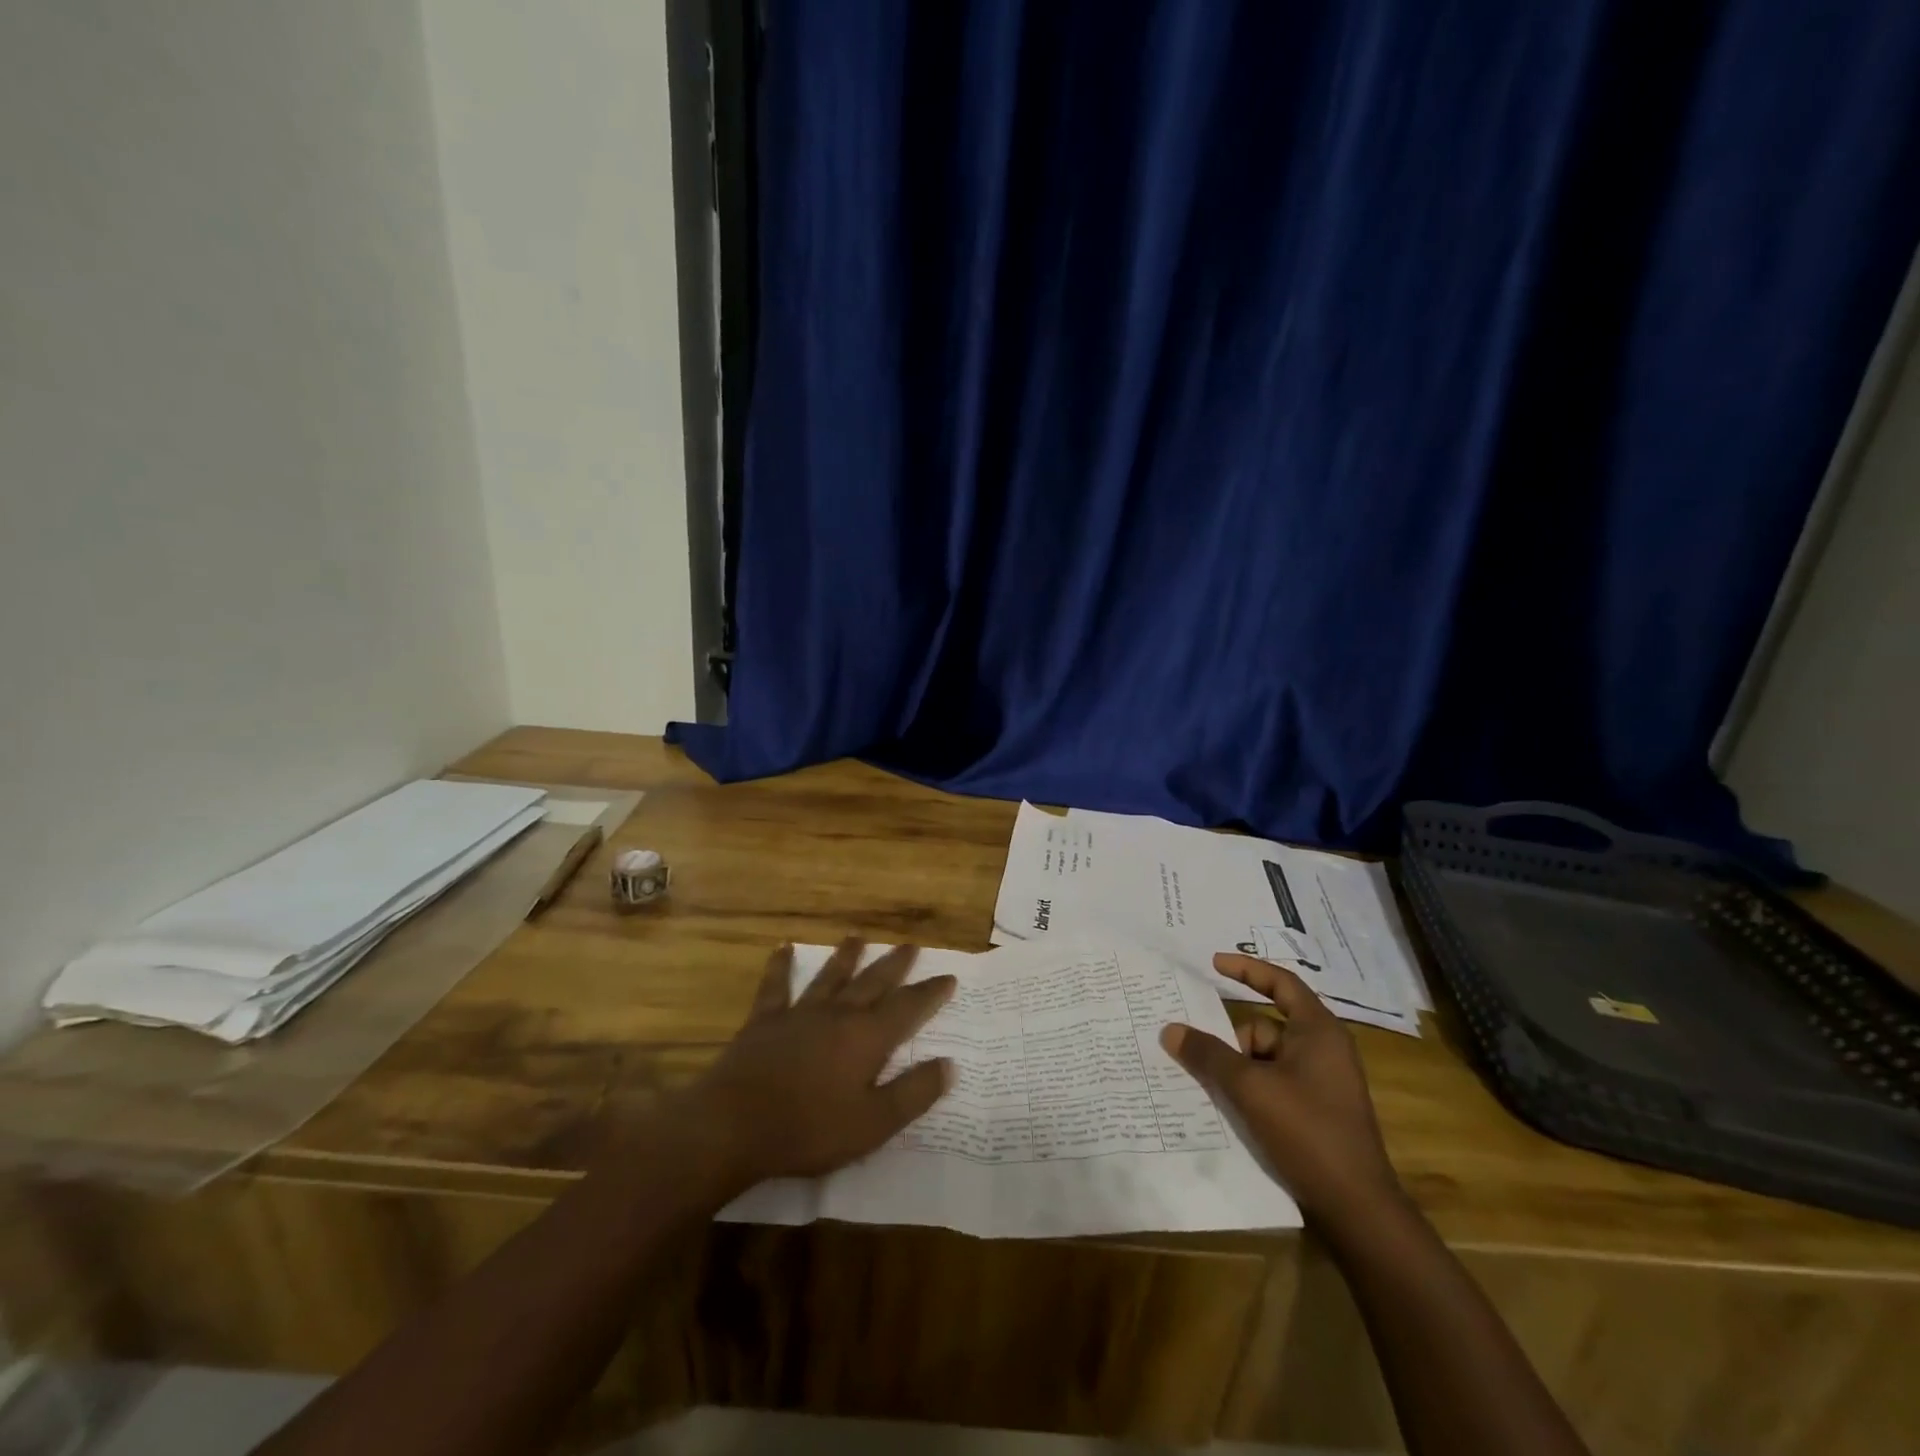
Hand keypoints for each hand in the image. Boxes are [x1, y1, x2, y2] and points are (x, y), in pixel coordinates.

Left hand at [674, 939, 956, 1194]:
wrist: (735, 1125)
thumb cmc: (809, 1130)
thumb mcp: (873, 1124)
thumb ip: (913, 1094)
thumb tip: (949, 1065)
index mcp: (867, 1039)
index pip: (907, 1008)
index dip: (930, 993)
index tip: (948, 976)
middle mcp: (838, 1015)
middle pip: (873, 983)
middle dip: (895, 964)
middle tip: (911, 945)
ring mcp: (800, 1013)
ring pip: (830, 977)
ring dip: (846, 956)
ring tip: (859, 936)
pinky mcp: (765, 1020)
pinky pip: (776, 986)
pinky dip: (781, 966)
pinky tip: (783, 947)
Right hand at [1160, 953, 1400, 1222]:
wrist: (1357, 1209)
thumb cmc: (1307, 1132)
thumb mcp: (1249, 1088)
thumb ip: (1208, 1054)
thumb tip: (1170, 1030)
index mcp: (1318, 1031)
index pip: (1281, 983)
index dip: (1246, 969)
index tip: (1213, 963)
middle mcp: (1324, 1049)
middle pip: (1265, 1026)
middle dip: (1233, 1042)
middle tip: (1202, 1058)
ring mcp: (1323, 1082)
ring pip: (1266, 1059)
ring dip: (1239, 1071)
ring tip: (1218, 1093)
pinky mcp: (1318, 1111)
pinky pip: (1274, 1083)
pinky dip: (1252, 1090)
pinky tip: (1232, 1110)